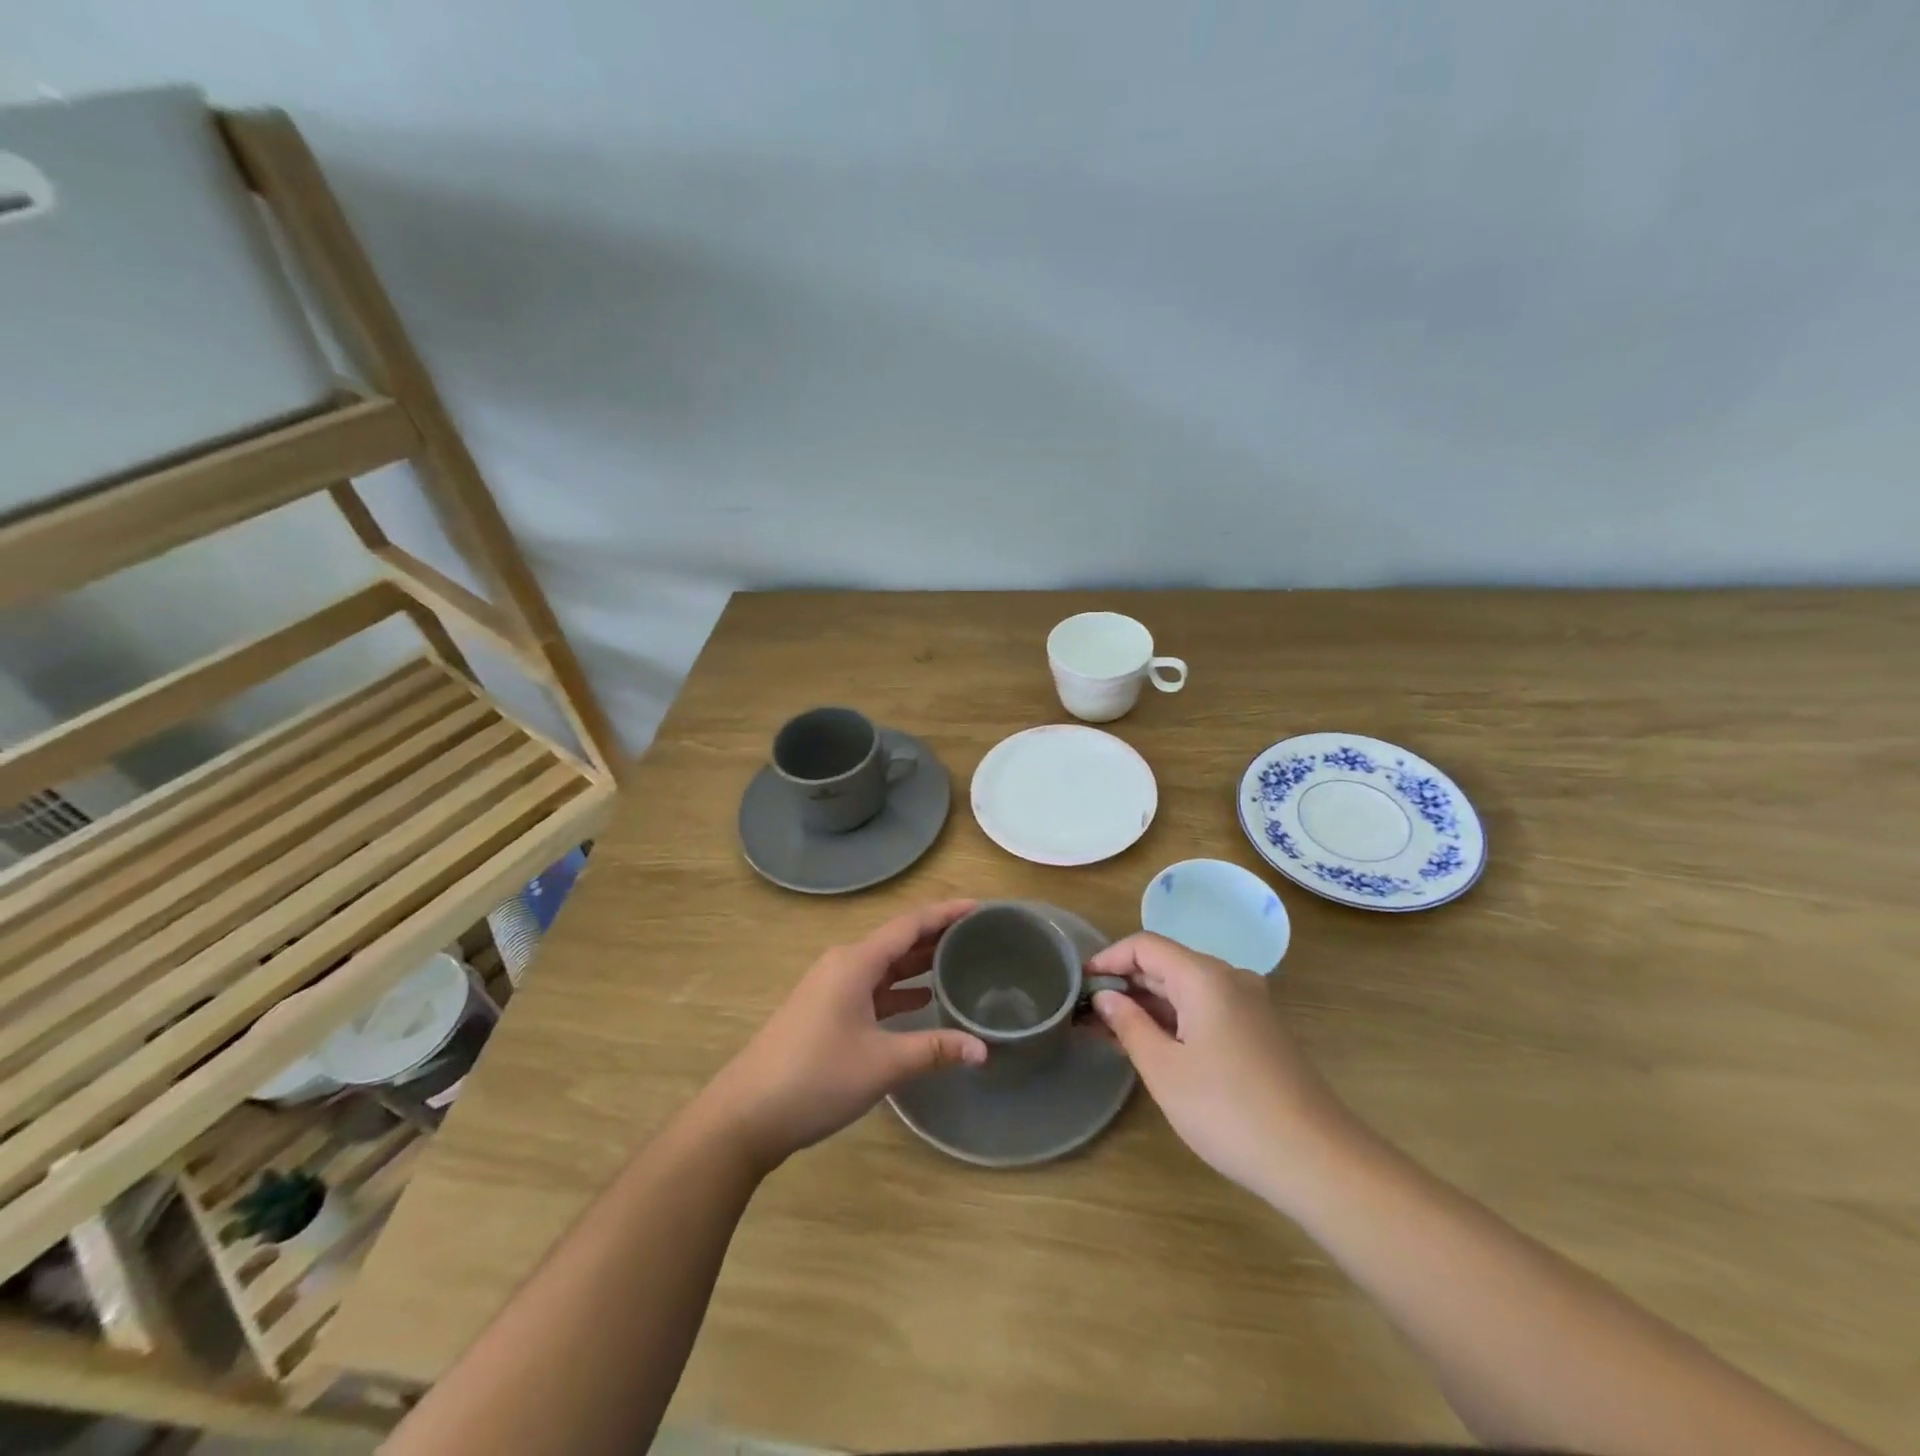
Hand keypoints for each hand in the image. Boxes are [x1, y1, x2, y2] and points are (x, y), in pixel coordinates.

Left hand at [700, 901, 986, 1170]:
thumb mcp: (882, 1064)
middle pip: (897, 940)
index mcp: (855, 962)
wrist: (747, 1114)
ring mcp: (831, 988)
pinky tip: (923, 998)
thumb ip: (934, 1050)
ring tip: (960, 960)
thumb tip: (983, 1049)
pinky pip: (871, 987)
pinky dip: (899, 988)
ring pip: (884, 965)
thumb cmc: (816, 1077)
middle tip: (979, 933)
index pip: (909, 924)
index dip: (945, 913)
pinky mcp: (825, 1011)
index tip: (980, 907)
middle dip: (936, 934)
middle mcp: (843, 965)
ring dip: (918, 961)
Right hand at [1089, 932, 1350, 1207]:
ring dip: (1147, 1004)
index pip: (1145, 945)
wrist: (1317, 1160)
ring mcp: (1249, 1005)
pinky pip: (1205, 1009)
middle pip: (1166, 963)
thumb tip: (1105, 997)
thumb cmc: (1229, 1111)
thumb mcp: (1164, 1069)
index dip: (1108, 959)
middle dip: (1124, 983)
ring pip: (1185, 989)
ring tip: (1109, 1031)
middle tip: (1086, 1013)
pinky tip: (1153, 1045)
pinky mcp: (1259, 1031)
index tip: (1079, 984)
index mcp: (1205, 976)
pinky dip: (1174, 1019)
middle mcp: (1229, 978)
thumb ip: (1129, 1025)